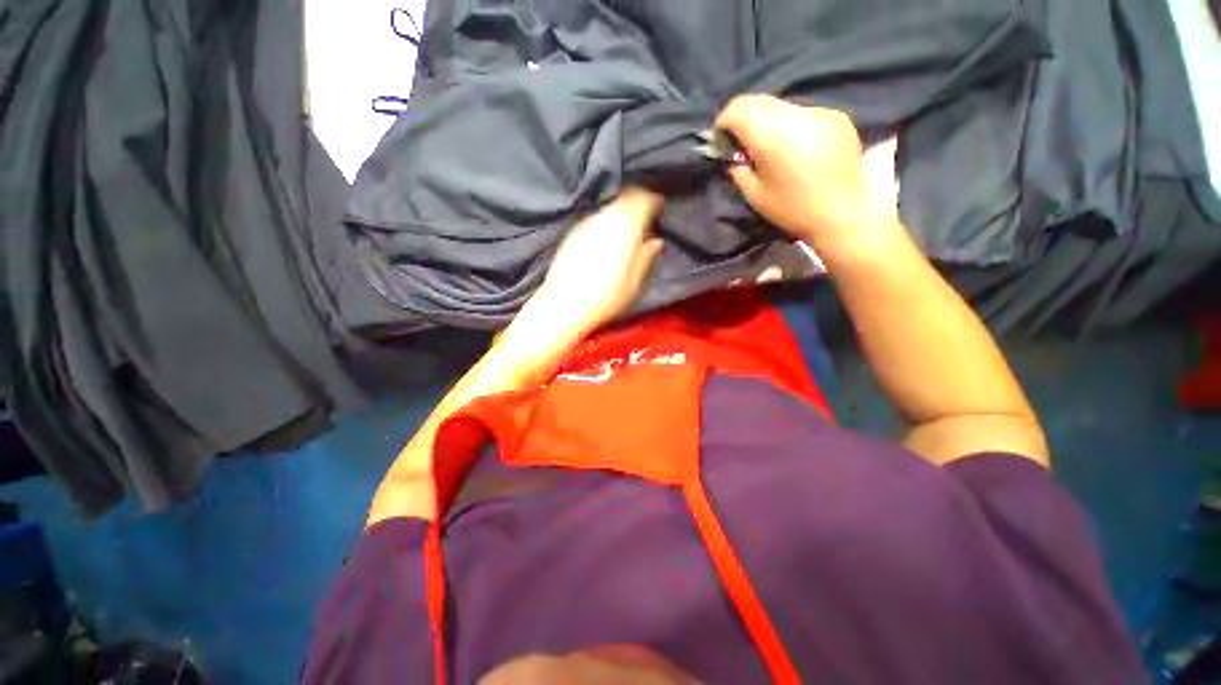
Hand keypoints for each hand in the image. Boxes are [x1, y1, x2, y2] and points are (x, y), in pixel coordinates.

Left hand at [526, 189, 663, 336]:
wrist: (564, 306)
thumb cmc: (605, 297)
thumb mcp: (635, 283)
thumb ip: (647, 257)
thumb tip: (656, 241)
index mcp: (626, 227)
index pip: (643, 199)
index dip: (654, 202)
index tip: (659, 211)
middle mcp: (605, 218)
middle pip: (625, 200)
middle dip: (637, 206)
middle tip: (645, 221)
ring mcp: (586, 224)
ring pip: (609, 209)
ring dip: (620, 215)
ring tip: (626, 233)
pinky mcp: (572, 234)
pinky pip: (595, 220)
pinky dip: (605, 224)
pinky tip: (605, 242)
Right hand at [715, 94, 906, 262]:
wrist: (843, 214)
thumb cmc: (793, 210)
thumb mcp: (755, 196)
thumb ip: (738, 170)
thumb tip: (731, 155)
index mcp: (773, 137)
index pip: (739, 108)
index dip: (724, 121)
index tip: (721, 140)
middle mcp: (796, 115)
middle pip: (759, 101)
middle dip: (743, 118)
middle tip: (741, 142)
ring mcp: (820, 112)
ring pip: (781, 105)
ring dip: (767, 120)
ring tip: (770, 146)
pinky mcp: (836, 116)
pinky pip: (803, 112)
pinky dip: (790, 124)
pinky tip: (795, 147)